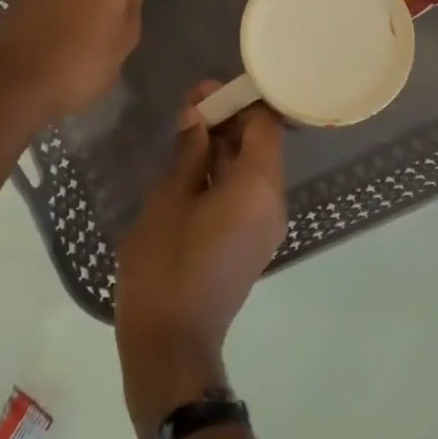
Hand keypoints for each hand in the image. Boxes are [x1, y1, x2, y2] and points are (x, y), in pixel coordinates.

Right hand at [115, 83, 287, 438]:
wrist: (171, 345)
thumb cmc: (164, 267)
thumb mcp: (168, 200)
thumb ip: (189, 153)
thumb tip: (198, 117)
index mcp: (258, 187)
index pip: (265, 124)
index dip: (238, 101)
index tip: (202, 93)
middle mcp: (273, 202)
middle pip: (261, 144)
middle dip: (228, 121)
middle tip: (187, 106)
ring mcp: (265, 225)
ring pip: (252, 168)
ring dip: (224, 146)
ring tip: (185, 130)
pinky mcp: (252, 242)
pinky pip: (246, 193)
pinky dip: (224, 173)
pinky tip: (191, 166)